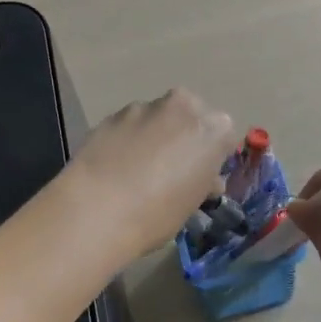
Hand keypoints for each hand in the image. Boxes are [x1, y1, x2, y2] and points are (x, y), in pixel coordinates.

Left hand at [66, 89, 238, 256]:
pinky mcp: (112, 114)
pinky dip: (127, 138)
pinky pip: (129, 124)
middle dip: (184, 134)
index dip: (211, 155)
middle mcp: (182, 107)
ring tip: (137, 168)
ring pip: (157, 117)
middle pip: (190, 115)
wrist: (96, 209)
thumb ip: (201, 182)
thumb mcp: (191, 204)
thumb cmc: (157, 214)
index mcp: (212, 129)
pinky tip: (114, 165)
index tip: (200, 174)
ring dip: (154, 134)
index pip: (223, 135)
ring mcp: (144, 107)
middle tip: (171, 166)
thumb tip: (203, 179)